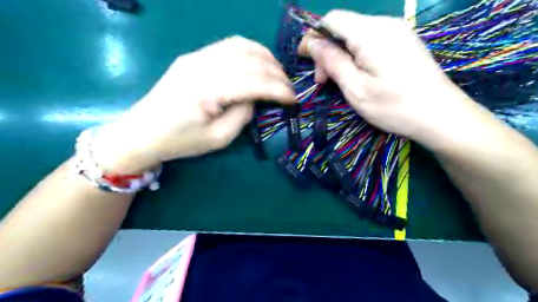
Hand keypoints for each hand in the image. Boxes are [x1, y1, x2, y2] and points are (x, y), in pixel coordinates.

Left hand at [92, 36, 293, 173]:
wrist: (143, 132)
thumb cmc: (181, 141)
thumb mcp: (219, 138)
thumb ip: (243, 114)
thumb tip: (255, 97)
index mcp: (208, 90)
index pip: (254, 82)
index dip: (279, 90)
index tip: (294, 99)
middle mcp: (203, 65)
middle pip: (251, 60)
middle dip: (277, 74)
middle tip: (289, 89)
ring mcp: (197, 56)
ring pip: (242, 46)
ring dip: (266, 58)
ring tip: (278, 74)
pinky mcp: (194, 56)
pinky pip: (228, 45)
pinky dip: (250, 51)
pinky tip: (258, 62)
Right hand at [299, 11, 487, 146]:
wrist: (441, 116)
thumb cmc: (394, 106)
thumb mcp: (356, 89)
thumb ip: (333, 62)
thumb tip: (314, 44)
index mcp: (371, 33)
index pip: (332, 19)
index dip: (313, 35)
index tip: (304, 58)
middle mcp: (385, 25)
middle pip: (343, 27)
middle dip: (327, 51)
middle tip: (322, 81)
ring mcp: (397, 32)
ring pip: (355, 35)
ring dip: (340, 56)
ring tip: (337, 82)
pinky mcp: (403, 43)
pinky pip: (370, 42)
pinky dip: (355, 56)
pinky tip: (356, 76)